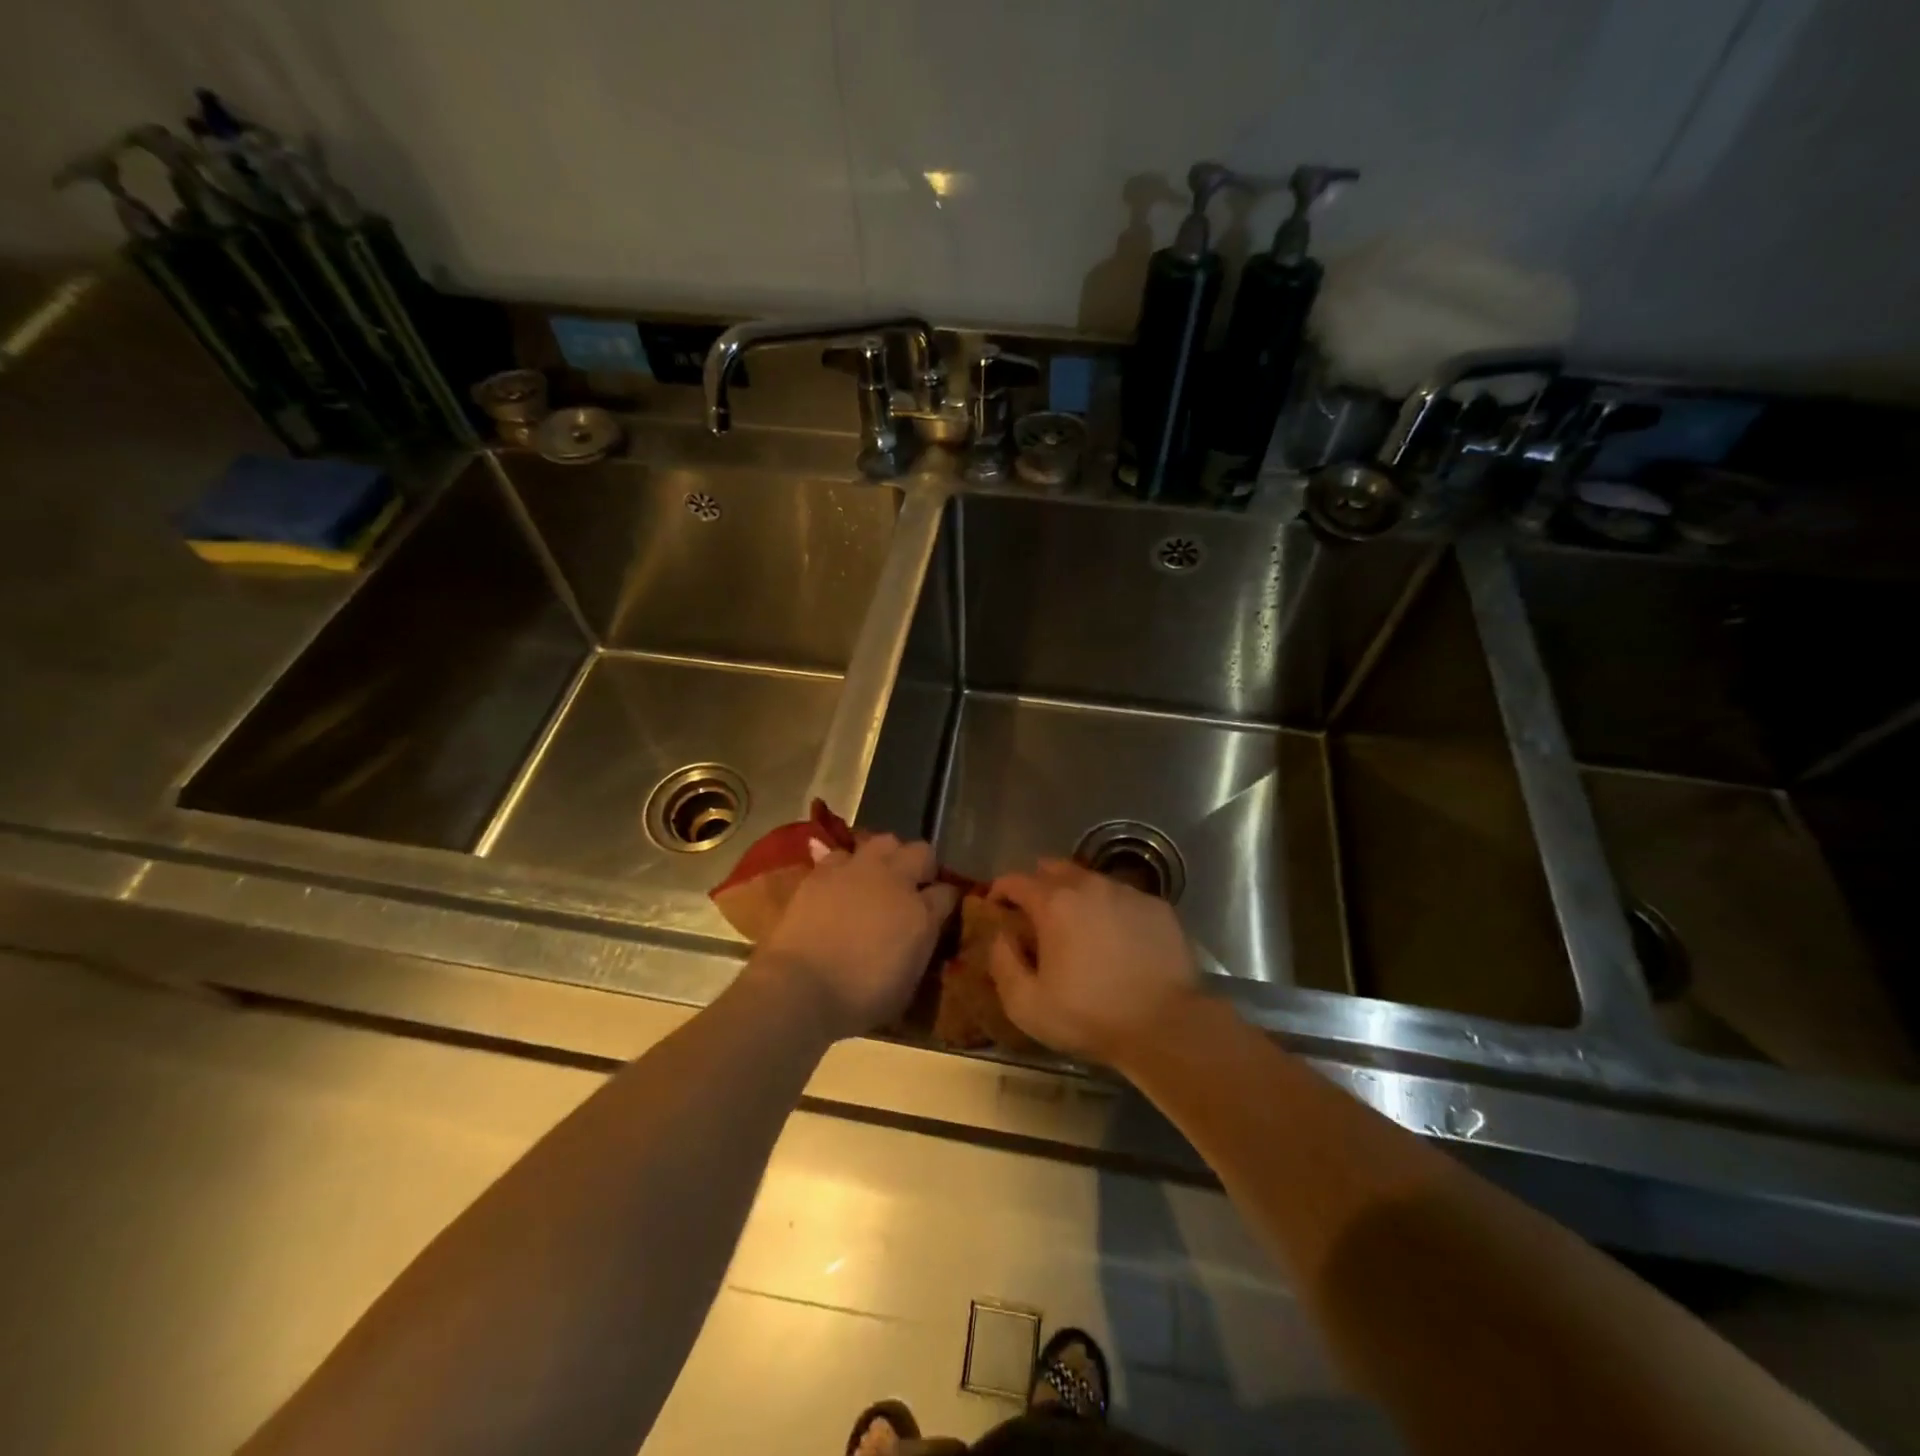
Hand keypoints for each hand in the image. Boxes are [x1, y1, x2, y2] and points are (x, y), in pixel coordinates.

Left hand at [757, 834, 958, 1040]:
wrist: (801, 988)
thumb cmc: (858, 1000)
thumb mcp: (906, 985)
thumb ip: (918, 949)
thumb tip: (919, 937)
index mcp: (922, 914)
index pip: (948, 892)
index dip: (946, 900)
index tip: (941, 910)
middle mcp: (896, 881)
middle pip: (921, 852)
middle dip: (921, 866)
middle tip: (912, 886)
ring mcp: (859, 871)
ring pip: (884, 842)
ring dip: (885, 857)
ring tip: (877, 876)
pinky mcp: (824, 871)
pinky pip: (842, 855)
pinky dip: (844, 866)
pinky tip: (839, 883)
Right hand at [987, 859, 1200, 1064]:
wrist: (1167, 1025)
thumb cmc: (1090, 1015)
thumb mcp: (1027, 1005)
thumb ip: (1003, 964)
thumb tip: (1001, 937)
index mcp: (1054, 903)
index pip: (1015, 880)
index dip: (1000, 890)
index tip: (995, 906)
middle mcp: (1090, 886)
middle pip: (1054, 868)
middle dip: (1038, 884)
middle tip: (1035, 913)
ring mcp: (1128, 893)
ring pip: (1091, 880)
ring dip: (1077, 895)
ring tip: (1078, 926)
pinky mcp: (1158, 906)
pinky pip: (1124, 898)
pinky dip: (1111, 910)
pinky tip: (1116, 938)